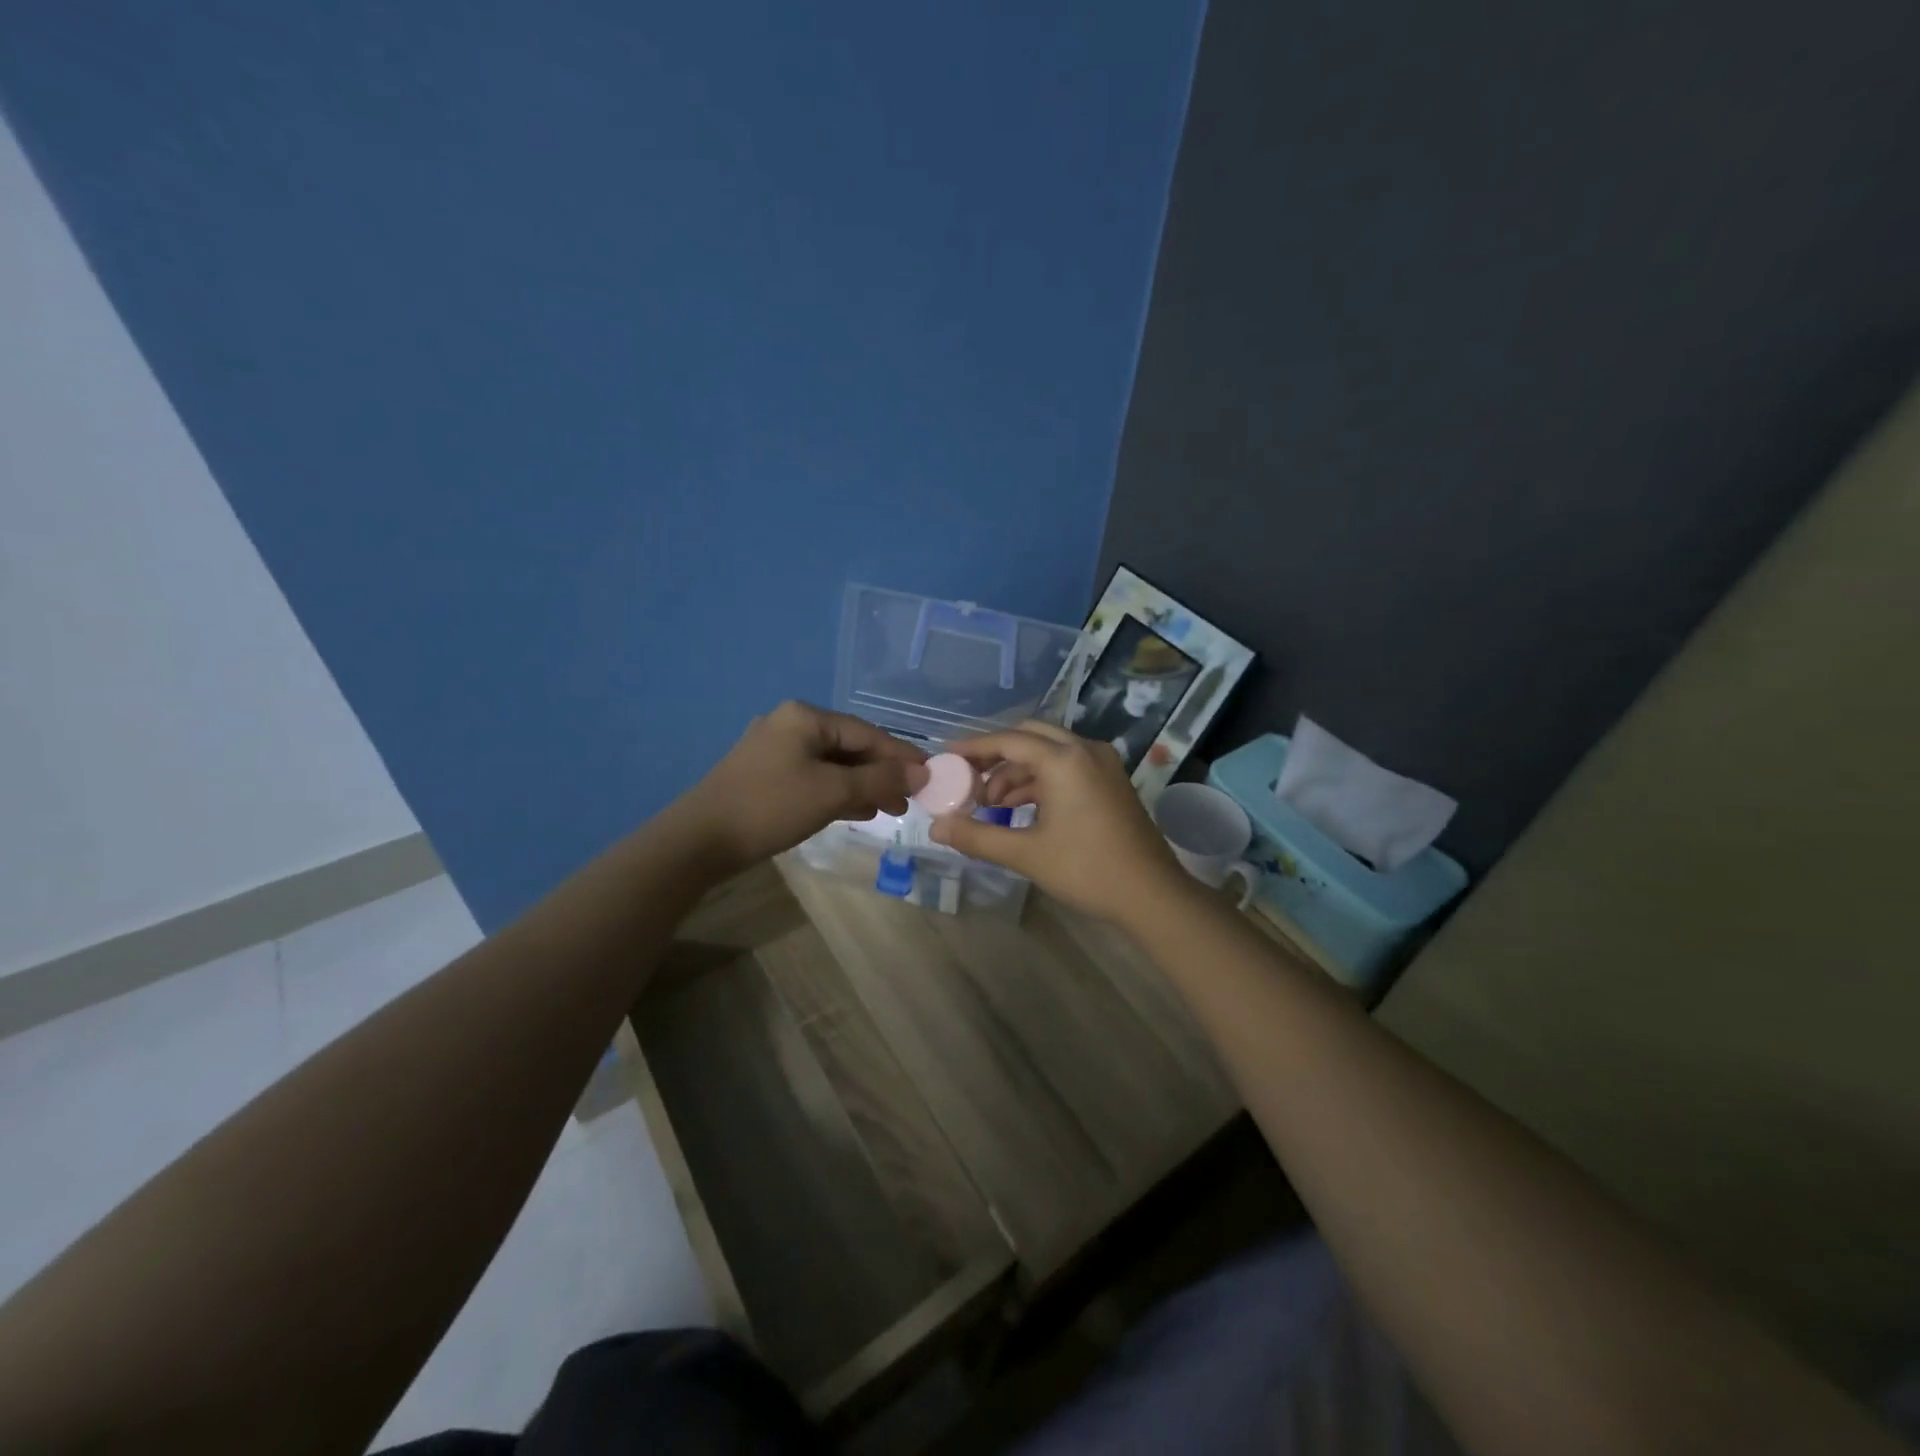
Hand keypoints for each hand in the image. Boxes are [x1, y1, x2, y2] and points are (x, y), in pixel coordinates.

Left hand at [677, 701, 927, 870]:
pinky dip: (838, 792)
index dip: (901, 755)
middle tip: (909, 800)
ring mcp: (774, 749)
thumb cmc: (771, 807)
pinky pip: (814, 777)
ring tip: (889, 809)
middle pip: (850, 746)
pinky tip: (857, 811)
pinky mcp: (765, 774)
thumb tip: (921, 773)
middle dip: (882, 773)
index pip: (867, 732)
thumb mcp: (832, 792)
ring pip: (832, 764)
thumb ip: (880, 780)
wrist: (700, 840)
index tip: (930, 776)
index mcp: (806, 717)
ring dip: (862, 785)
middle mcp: (790, 724)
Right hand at [928, 721, 1188, 923]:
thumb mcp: (1025, 854)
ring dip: (1017, 771)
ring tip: (990, 804)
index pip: (1008, 740)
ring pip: (1049, 752)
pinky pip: (1067, 767)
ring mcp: (1102, 764)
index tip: (946, 756)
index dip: (973, 747)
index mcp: (1064, 759)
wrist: (1151, 895)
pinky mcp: (1111, 781)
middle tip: (969, 780)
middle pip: (1030, 737)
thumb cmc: (1086, 870)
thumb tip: (936, 829)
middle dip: (996, 756)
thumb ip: (977, 837)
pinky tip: (1020, 809)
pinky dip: (1040, 781)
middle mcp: (1085, 750)